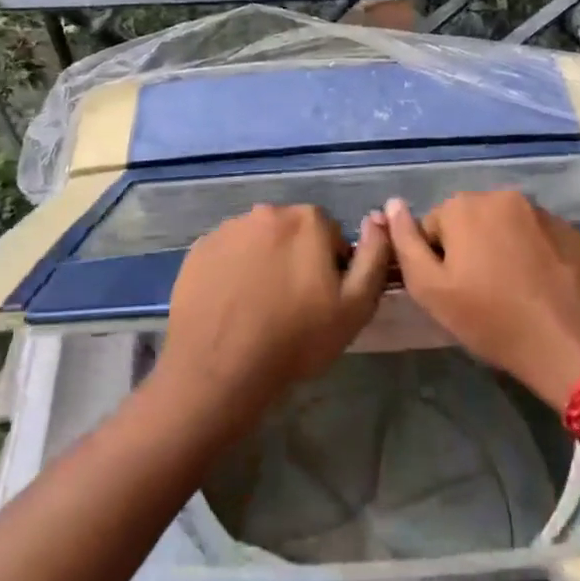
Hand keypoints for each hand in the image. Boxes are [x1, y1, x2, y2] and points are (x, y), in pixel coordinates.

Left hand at [157, 204, 391, 430]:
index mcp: (307, 220)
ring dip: (264, 263)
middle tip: (292, 305)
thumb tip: (379, 219)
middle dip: (297, 259)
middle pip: (293, 233)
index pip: (331, 236)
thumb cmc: (296, 339)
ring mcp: (228, 228)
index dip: (331, 268)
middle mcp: (266, 212)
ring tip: (259, 307)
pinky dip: (234, 271)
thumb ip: (374, 256)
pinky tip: (232, 305)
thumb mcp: (355, 307)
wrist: (220, 368)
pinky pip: (228, 254)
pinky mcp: (199, 249)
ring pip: (258, 242)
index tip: (322, 300)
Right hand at [384, 191, 579, 409]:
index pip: (431, 228)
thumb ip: (404, 244)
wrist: (575, 344)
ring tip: (511, 292)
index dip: (435, 262)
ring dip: (499, 250)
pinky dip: (529, 254)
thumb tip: (391, 205)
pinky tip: (538, 287)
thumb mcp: (431, 290)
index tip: (452, 293)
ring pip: (502, 228)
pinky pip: (534, 236)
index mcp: (463, 206)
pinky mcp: (570, 230)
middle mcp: (501, 195)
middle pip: (468, 222)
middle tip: (479, 295)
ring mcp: (540, 210)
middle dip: (467, 250)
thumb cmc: (493, 320)